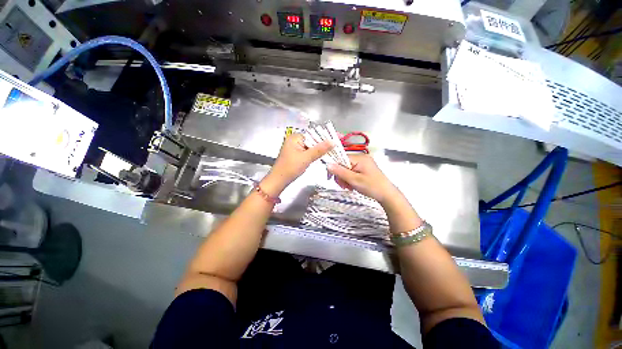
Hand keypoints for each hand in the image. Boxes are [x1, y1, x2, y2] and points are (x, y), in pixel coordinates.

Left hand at [262, 133, 332, 194]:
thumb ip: (320, 149)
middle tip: (336, 146)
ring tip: (333, 151)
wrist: (279, 181)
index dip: (325, 137)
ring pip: (311, 147)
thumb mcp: (306, 158)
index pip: (313, 134)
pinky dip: (315, 154)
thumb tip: (333, 141)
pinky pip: (309, 152)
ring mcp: (296, 148)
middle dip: (324, 144)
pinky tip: (323, 156)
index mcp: (295, 138)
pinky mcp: (297, 155)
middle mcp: (295, 140)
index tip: (336, 139)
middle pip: (313, 140)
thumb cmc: (290, 168)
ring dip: (320, 150)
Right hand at [327, 154, 397, 203]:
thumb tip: (327, 164)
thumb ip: (340, 172)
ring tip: (349, 187)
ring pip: (347, 168)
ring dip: (344, 178)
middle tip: (343, 185)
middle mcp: (361, 158)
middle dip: (341, 175)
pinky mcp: (364, 169)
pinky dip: (350, 178)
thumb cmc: (372, 187)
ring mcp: (363, 163)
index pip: (341, 158)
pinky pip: (352, 171)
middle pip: (343, 163)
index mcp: (359, 158)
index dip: (334, 167)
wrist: (387, 195)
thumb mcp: (354, 180)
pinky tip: (352, 185)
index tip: (331, 178)